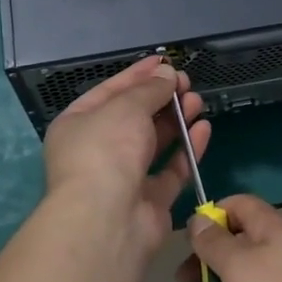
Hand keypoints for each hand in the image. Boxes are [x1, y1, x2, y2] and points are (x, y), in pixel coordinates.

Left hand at [42, 55, 208, 255]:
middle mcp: (98, 151)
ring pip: (153, 143)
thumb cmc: (106, 151)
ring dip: (175, 120)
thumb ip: (150, 89)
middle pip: (133, 117)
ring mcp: (123, 178)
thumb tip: (167, 74)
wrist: (107, 221)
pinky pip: (171, 170)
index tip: (165, 61)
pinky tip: (203, 129)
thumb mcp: (126, 107)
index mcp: (78, 125)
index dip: (138, 75)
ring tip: (197, 100)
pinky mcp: (149, 202)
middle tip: (186, 82)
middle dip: (161, 97)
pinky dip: (187, 149)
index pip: (110, 92)